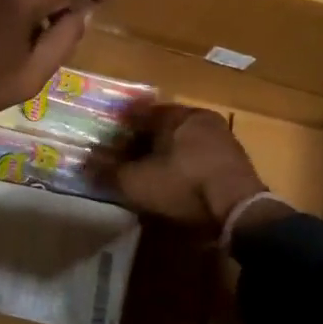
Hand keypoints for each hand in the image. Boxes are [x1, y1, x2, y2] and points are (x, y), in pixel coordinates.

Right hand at [114, 105, 287, 233]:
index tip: (109, 143)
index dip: (121, 129)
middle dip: (144, 142)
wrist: (239, 210)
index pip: (140, 113)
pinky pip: (201, 158)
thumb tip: (84, 167)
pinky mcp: (236, 161)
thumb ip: (109, 173)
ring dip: (167, 155)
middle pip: (163, 127)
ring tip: (151, 175)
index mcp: (176, 115)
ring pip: (184, 142)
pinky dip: (186, 167)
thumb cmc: (183, 185)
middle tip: (128, 160)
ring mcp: (222, 138)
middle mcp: (200, 118)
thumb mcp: (137, 182)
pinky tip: (178, 184)